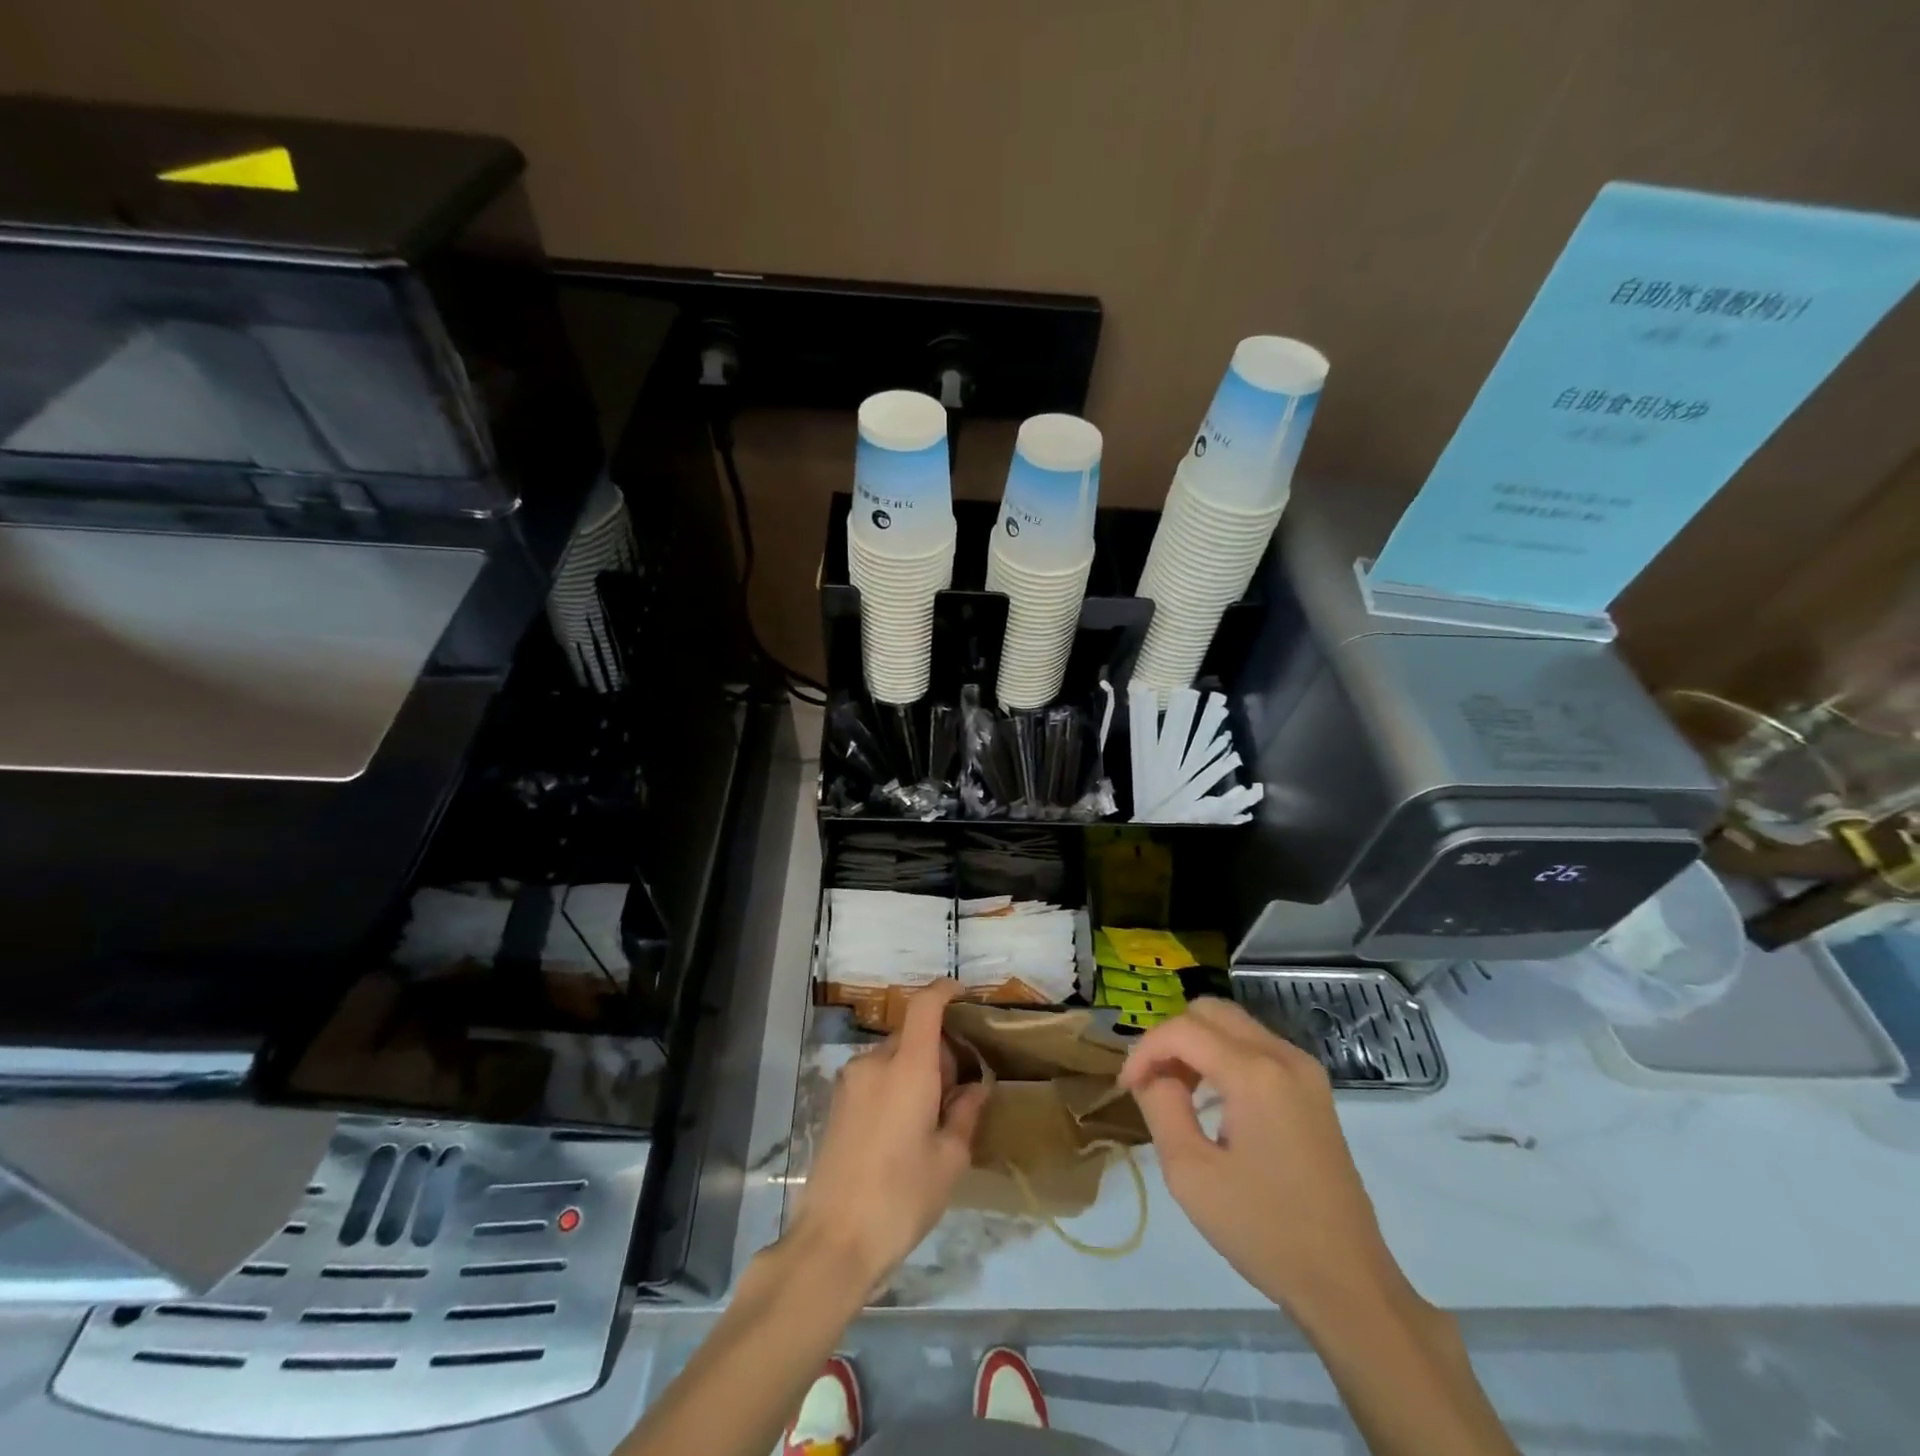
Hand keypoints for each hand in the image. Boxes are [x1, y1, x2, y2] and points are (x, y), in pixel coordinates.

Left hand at [790, 981, 988, 1287]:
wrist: (833, 1241)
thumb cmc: (901, 1198)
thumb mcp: (949, 1160)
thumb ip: (965, 1112)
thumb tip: (976, 1086)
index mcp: (907, 1067)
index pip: (925, 1006)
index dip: (945, 991)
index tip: (964, 995)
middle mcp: (874, 1062)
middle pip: (912, 1035)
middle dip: (939, 1051)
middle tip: (958, 1092)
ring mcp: (850, 1081)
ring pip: (893, 1057)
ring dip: (915, 1071)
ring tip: (930, 1118)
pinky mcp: (836, 1102)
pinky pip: (875, 1077)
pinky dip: (895, 1085)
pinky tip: (902, 1129)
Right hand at [1118, 998, 1406, 1319]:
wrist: (1349, 1284)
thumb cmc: (1264, 1231)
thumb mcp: (1191, 1174)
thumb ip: (1161, 1107)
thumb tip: (1153, 1076)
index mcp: (1255, 1073)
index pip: (1183, 1029)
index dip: (1145, 1050)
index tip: (1126, 1088)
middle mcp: (1283, 1056)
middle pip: (1210, 1011)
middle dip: (1171, 1039)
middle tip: (1152, 1082)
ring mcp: (1305, 1070)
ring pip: (1233, 1025)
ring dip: (1197, 1045)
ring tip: (1177, 1092)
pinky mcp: (1314, 1089)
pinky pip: (1256, 1047)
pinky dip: (1223, 1057)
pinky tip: (1213, 1101)